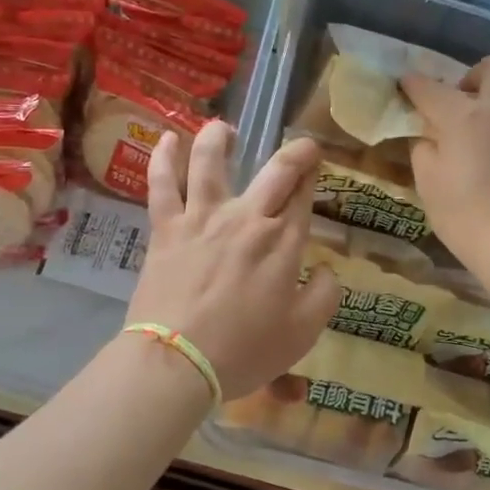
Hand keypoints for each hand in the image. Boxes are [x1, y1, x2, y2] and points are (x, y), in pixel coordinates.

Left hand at [126, 122, 341, 398]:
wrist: (178, 361)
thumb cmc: (245, 350)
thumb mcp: (302, 333)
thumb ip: (323, 296)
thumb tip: (326, 270)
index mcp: (283, 242)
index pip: (303, 196)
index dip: (313, 175)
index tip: (317, 165)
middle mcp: (247, 219)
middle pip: (274, 171)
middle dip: (294, 153)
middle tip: (302, 146)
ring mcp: (202, 219)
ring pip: (210, 163)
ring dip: (219, 139)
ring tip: (224, 128)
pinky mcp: (166, 229)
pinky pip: (163, 185)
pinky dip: (164, 159)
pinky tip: (166, 139)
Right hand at [400, 55, 489, 260]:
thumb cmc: (465, 213)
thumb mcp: (429, 184)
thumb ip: (424, 151)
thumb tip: (428, 138)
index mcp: (465, 116)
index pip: (432, 89)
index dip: (414, 84)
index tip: (405, 84)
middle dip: (473, 76)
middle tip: (457, 103)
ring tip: (474, 145)